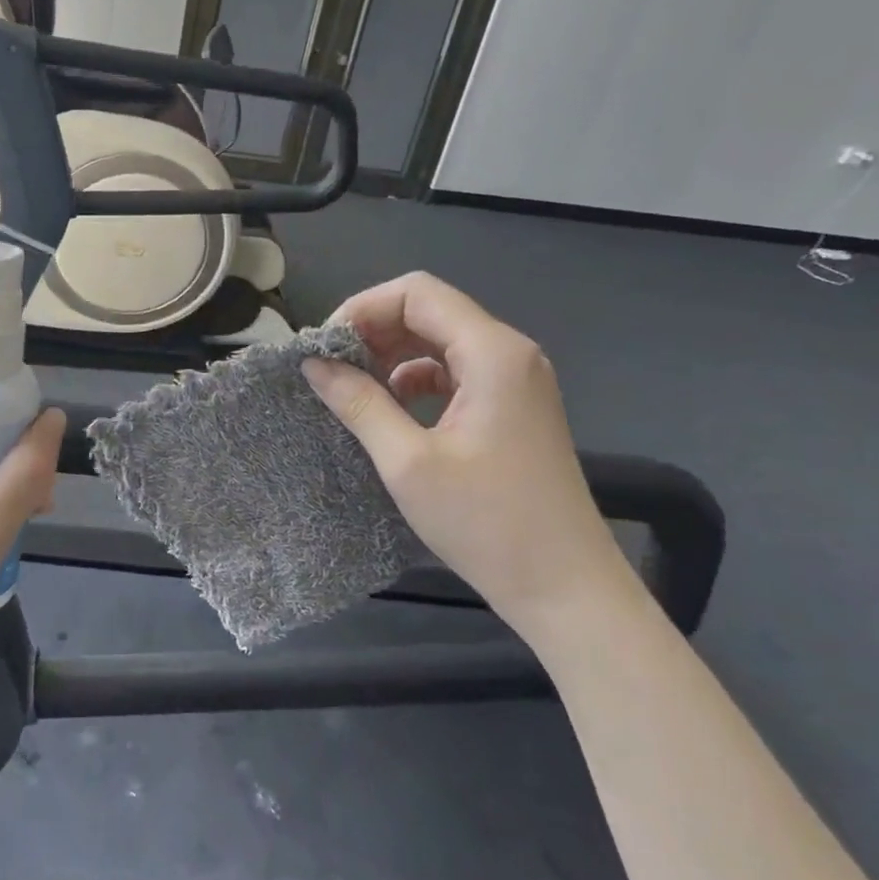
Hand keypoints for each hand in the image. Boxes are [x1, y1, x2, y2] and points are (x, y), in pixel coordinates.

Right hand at [302, 272, 631, 638]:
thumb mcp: (407, 462)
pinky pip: (456, 372)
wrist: (564, 586)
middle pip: (431, 311)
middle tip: (329, 367)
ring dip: (393, 354)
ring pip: (442, 341)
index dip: (363, 309)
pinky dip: (417, 379)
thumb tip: (314, 365)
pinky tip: (391, 407)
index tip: (324, 347)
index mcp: (491, 353)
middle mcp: (509, 353)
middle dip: (374, 330)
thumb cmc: (485, 522)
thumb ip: (359, 403)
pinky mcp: (513, 407)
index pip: (417, 293)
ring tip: (352, 386)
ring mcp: (516, 380)